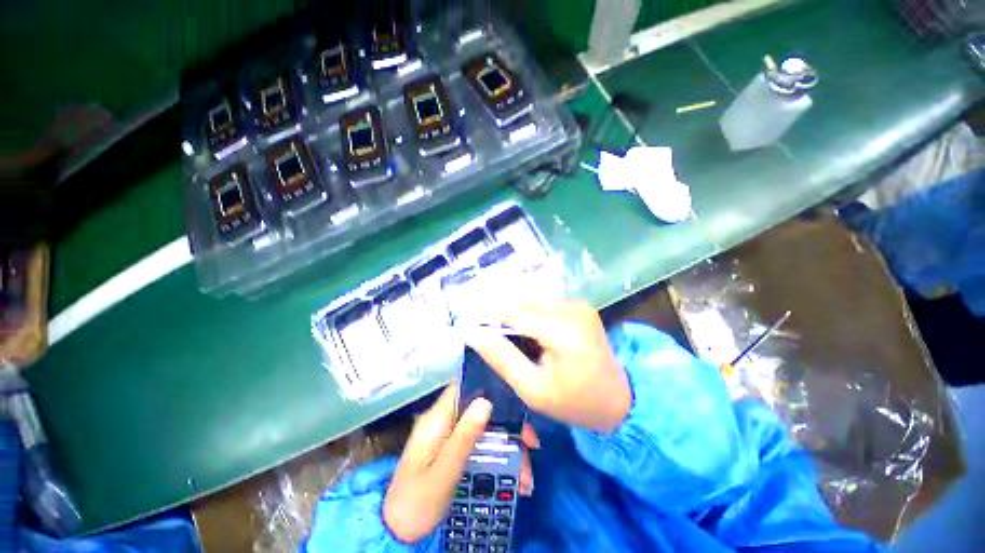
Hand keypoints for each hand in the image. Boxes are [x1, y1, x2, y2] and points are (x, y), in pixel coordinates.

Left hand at [383, 386, 538, 543]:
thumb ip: (463, 438)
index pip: (464, 386)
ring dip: (508, 448)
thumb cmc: (416, 504)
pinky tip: (513, 480)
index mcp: (437, 419)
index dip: (489, 386)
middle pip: (481, 409)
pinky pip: (482, 445)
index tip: (515, 400)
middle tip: (531, 445)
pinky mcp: (455, 450)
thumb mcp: (442, 474)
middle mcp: (444, 422)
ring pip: (486, 429)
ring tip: (525, 477)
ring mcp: (450, 436)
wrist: (397, 533)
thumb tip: (486, 401)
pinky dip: (500, 459)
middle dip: (508, 425)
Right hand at [467, 299, 630, 432]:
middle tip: (511, 350)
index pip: (513, 313)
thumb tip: (473, 333)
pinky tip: (539, 337)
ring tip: (527, 346)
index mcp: (563, 330)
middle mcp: (573, 308)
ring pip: (532, 302)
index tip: (487, 342)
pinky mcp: (581, 305)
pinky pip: (546, 304)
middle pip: (523, 304)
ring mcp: (579, 304)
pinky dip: (535, 317)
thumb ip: (502, 359)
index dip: (494, 325)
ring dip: (522, 319)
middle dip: (509, 323)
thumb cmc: (574, 402)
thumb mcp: (532, 389)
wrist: (618, 401)